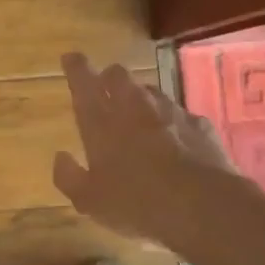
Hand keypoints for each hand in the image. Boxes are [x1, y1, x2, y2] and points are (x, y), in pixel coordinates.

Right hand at [53, 53, 238, 242]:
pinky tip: (176, 140)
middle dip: (108, 78)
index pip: (83, 81)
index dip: (75, 67)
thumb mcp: (91, 202)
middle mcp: (134, 107)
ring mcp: (170, 112)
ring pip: (150, 90)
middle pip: (118, 75)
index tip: (71, 57)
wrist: (204, 207)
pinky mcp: (199, 124)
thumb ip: (69, 176)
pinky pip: (180, 114)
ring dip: (141, 98)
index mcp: (101, 122)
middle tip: (104, 90)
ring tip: (140, 117)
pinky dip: (173, 122)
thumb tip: (60, 157)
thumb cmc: (137, 205)